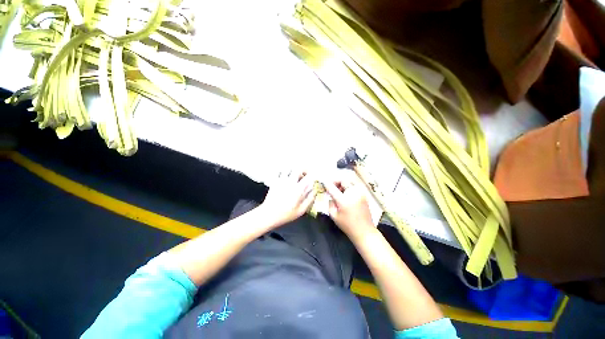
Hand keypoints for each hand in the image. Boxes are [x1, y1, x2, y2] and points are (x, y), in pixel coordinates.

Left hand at [259, 171, 316, 227]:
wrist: (269, 215)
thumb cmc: (286, 214)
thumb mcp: (301, 210)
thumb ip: (310, 199)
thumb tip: (315, 191)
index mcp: (298, 189)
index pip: (308, 177)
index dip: (313, 175)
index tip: (314, 178)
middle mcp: (290, 182)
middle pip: (298, 168)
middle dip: (303, 170)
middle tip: (304, 175)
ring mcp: (281, 180)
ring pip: (288, 168)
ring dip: (293, 169)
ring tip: (295, 175)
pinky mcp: (274, 181)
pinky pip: (279, 171)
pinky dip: (283, 171)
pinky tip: (285, 176)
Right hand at [324, 176, 374, 238]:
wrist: (364, 231)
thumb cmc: (347, 225)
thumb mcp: (334, 215)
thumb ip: (330, 203)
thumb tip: (330, 195)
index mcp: (344, 200)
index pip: (332, 187)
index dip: (326, 184)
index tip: (323, 183)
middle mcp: (353, 193)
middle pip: (343, 180)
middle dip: (336, 181)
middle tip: (332, 187)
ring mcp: (360, 193)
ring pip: (350, 181)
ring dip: (343, 183)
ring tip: (339, 191)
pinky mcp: (364, 194)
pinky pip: (355, 185)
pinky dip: (349, 186)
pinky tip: (346, 194)